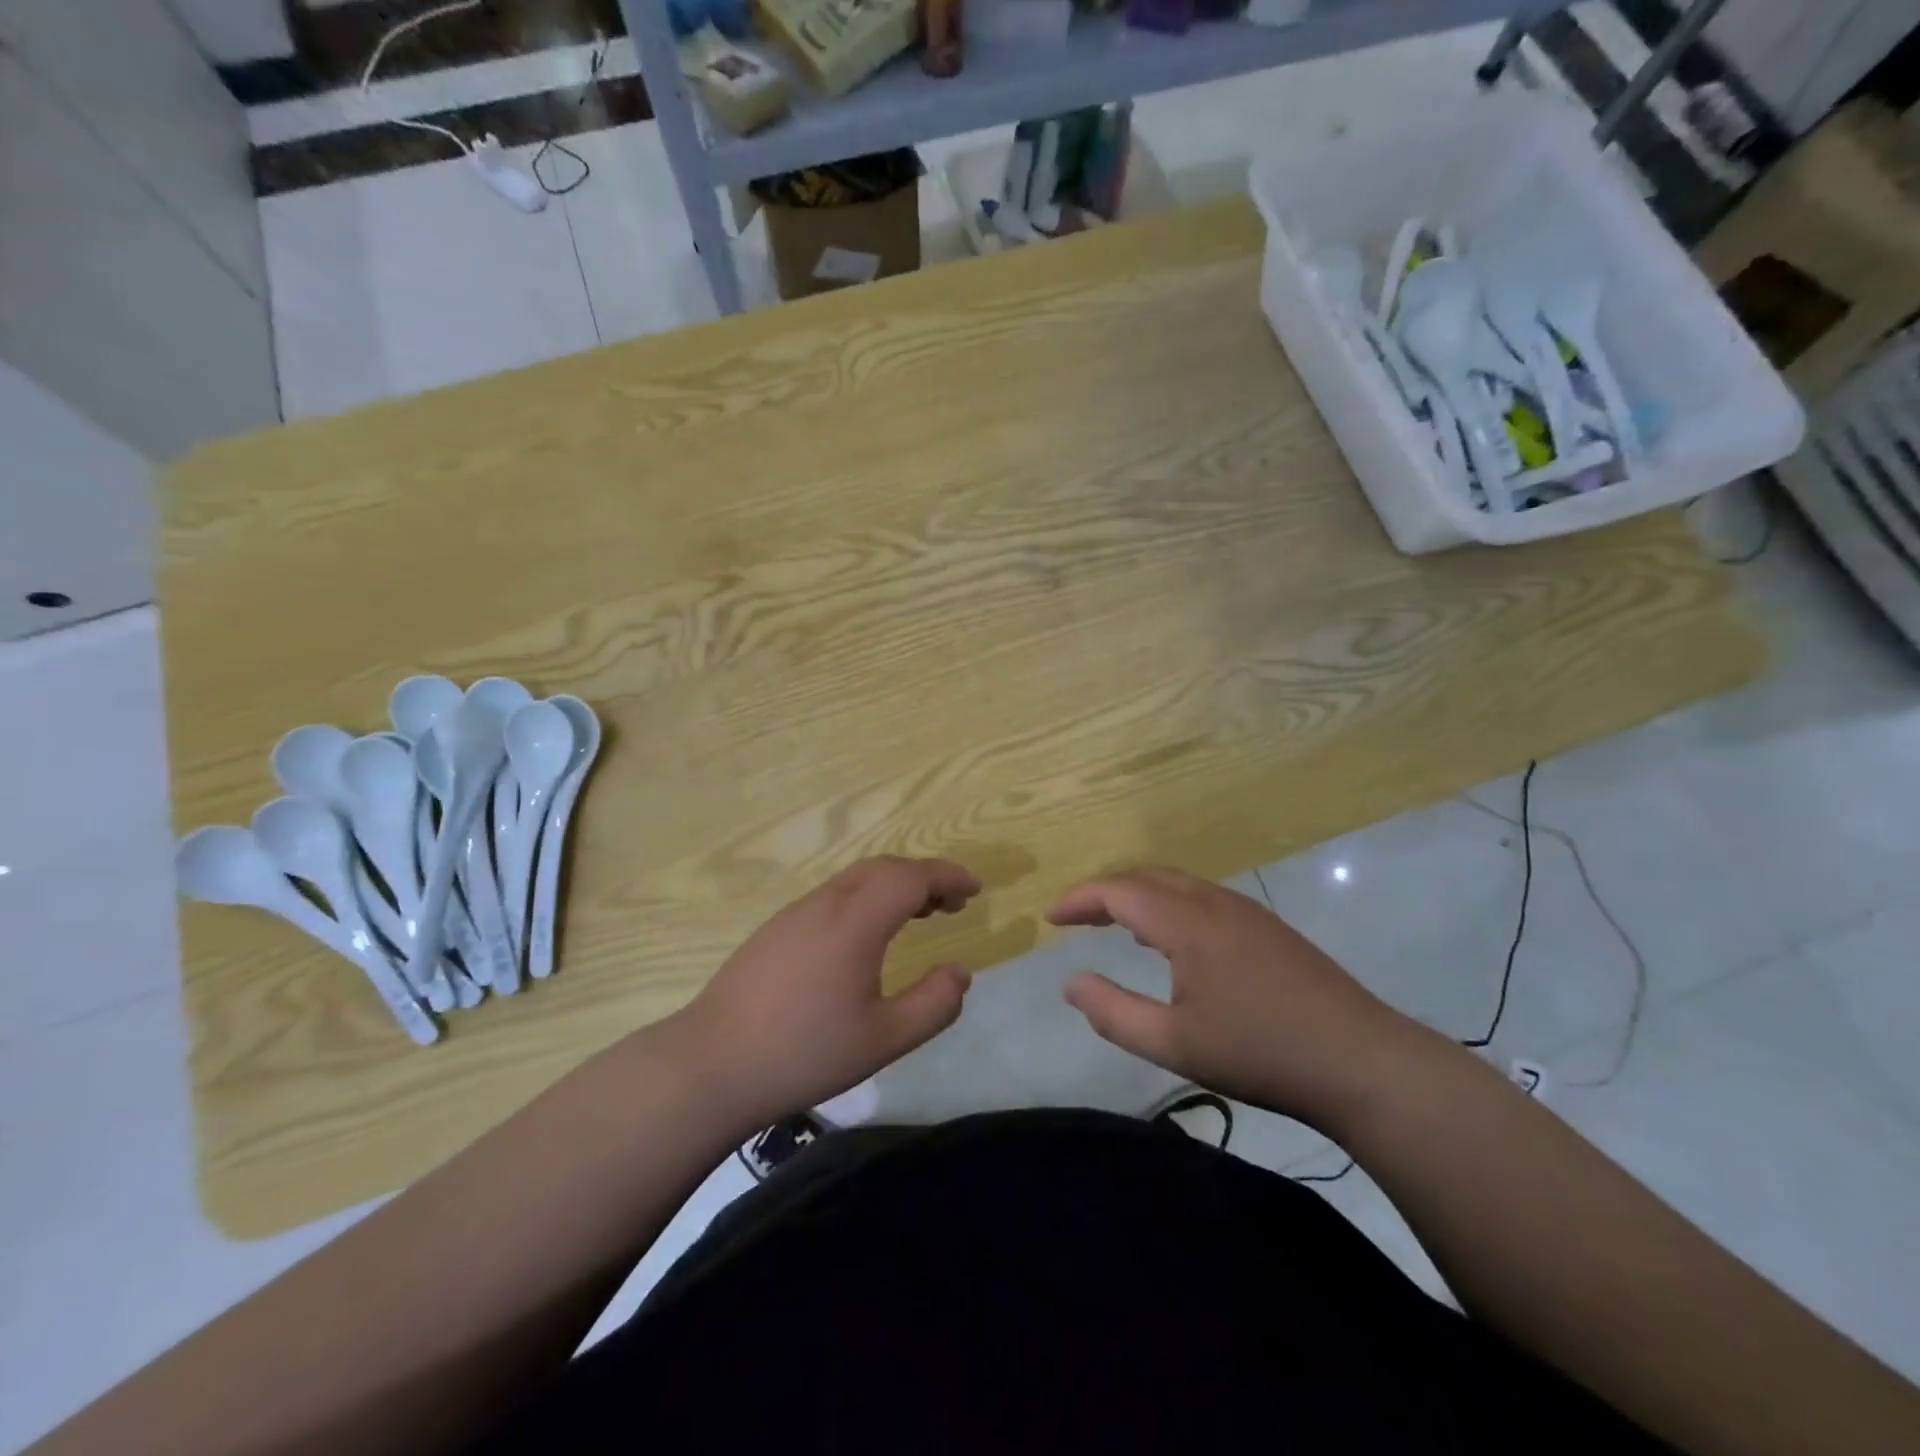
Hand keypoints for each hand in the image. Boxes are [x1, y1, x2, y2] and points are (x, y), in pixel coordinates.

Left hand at [672, 857, 980, 1129]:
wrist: (711, 1064)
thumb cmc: (804, 1052)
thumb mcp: (883, 1039)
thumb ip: (933, 1004)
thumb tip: (961, 973)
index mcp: (855, 920)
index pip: (911, 876)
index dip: (948, 876)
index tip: (975, 890)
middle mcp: (826, 903)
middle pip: (884, 868)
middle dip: (924, 877)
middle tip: (952, 904)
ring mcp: (795, 913)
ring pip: (856, 879)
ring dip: (894, 886)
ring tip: (919, 915)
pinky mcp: (776, 929)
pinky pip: (834, 895)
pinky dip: (866, 899)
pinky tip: (867, 937)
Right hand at [1048, 866, 1423, 1130]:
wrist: (1362, 1063)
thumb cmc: (1260, 1053)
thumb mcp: (1173, 1043)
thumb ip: (1113, 1012)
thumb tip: (1068, 982)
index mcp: (1187, 923)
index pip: (1119, 891)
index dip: (1079, 899)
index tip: (1051, 918)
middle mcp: (1215, 903)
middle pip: (1147, 877)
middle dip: (1106, 892)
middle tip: (1076, 919)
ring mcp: (1248, 912)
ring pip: (1179, 884)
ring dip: (1140, 896)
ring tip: (1116, 926)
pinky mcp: (1270, 927)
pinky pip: (1204, 898)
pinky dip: (1171, 905)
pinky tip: (1174, 941)